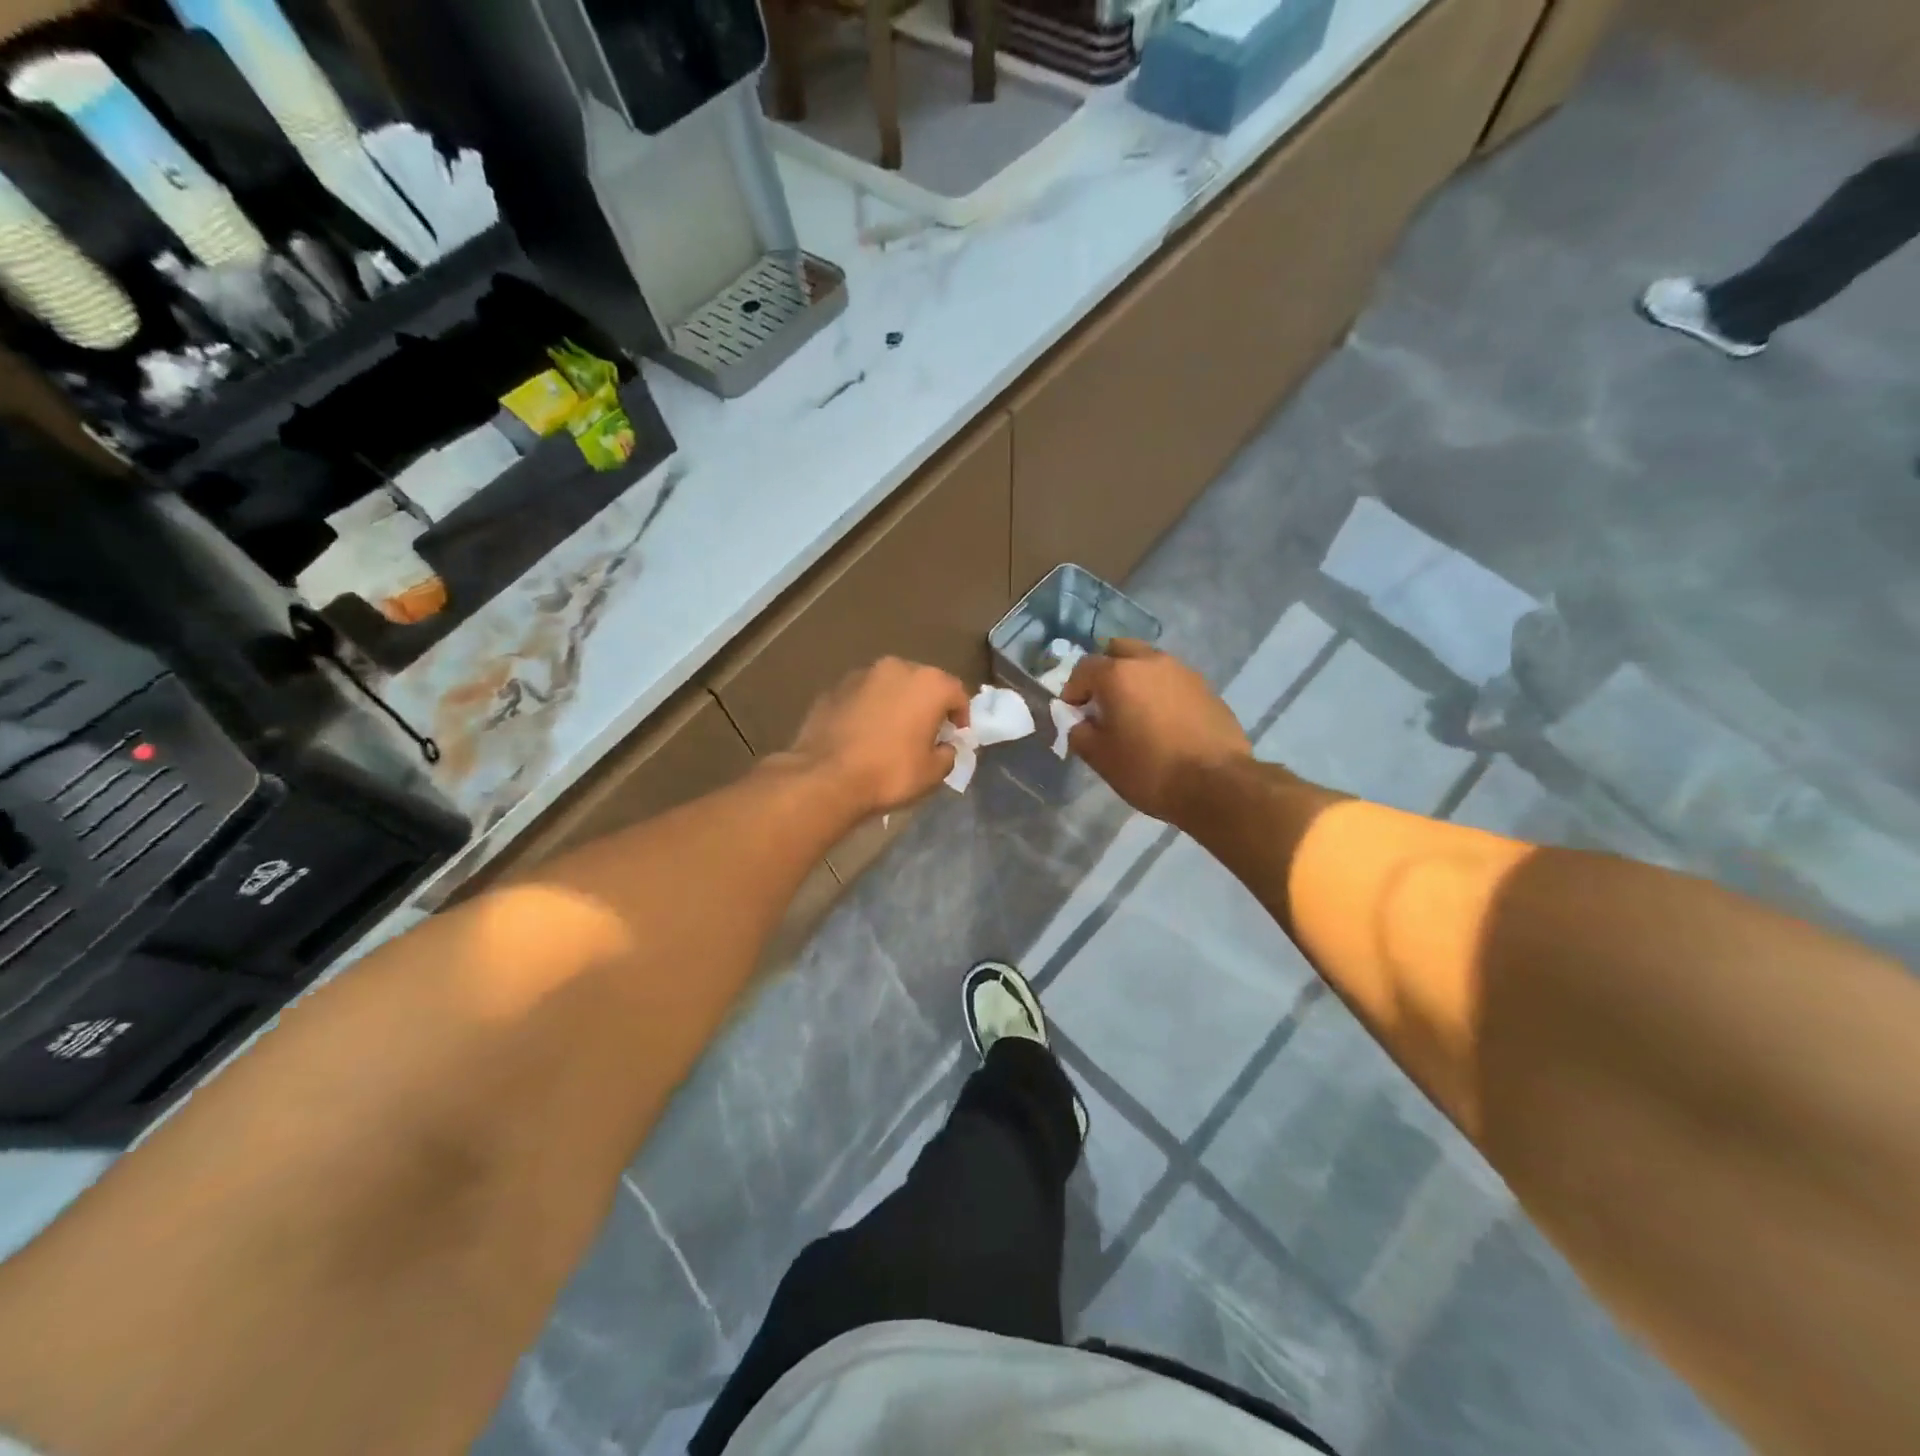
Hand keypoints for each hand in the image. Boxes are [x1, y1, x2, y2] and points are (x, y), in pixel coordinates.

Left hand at [788, 657, 970, 815]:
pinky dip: (867, 710)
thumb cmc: (890, 773)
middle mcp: (896, 668)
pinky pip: (861, 698)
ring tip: (891, 734)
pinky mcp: (832, 689)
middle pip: (922, 684)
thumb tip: (944, 747)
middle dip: (926, 705)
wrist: (826, 778)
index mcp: (928, 683)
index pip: (957, 694)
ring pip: (889, 687)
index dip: (961, 717)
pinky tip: (862, 735)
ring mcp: (860, 675)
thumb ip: (948, 753)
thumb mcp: (933, 773)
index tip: (956, 738)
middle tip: (925, 733)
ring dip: (895, 704)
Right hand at [1063, 640, 1251, 822]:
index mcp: (1119, 674)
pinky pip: (1173, 681)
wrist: (1217, 784)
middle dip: (1105, 671)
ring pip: (1149, 663)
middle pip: (1119, 651)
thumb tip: (1079, 723)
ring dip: (1135, 679)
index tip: (1073, 714)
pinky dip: (1160, 692)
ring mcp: (1183, 672)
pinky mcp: (1206, 688)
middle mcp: (1151, 662)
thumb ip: (1079, 733)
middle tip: (1103, 702)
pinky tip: (1163, 722)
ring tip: (1135, 713)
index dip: (1073, 690)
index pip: (1084, 668)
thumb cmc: (1149, 769)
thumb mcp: (1100, 758)